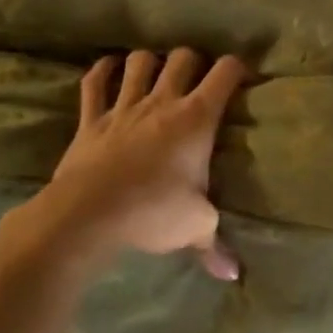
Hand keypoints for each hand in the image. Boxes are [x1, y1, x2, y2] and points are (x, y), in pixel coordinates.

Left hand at [0, 48, 247, 280]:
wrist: (88, 214)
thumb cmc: (153, 212)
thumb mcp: (195, 227)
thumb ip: (214, 244)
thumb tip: (233, 274)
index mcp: (197, 118)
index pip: (226, 73)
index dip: (239, 68)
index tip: (244, 78)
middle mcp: (163, 101)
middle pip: (184, 58)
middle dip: (195, 61)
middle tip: (198, 80)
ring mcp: (124, 106)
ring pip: (140, 62)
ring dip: (151, 62)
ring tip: (157, 73)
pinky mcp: (91, 118)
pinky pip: (95, 82)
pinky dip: (103, 70)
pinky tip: (110, 68)